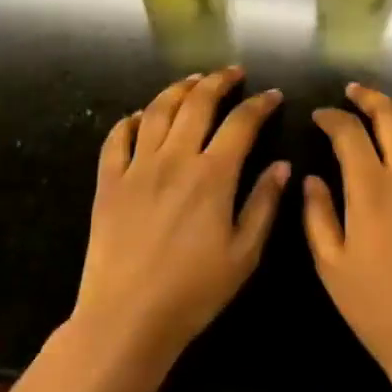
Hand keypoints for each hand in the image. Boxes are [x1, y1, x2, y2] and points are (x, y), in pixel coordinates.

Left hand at [71, 67, 289, 376]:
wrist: (127, 318)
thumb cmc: (194, 291)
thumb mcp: (243, 254)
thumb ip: (263, 204)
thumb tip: (281, 165)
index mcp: (212, 175)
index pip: (241, 123)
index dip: (259, 104)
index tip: (271, 94)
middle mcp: (175, 158)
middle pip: (198, 103)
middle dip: (219, 81)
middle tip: (232, 73)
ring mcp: (138, 167)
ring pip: (158, 110)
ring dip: (178, 89)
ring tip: (193, 81)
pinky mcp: (109, 182)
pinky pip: (117, 138)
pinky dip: (130, 120)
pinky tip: (140, 116)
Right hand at [303, 84, 391, 391]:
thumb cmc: (378, 309)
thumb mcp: (331, 266)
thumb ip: (317, 215)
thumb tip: (312, 178)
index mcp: (371, 188)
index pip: (349, 132)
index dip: (332, 117)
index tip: (320, 116)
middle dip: (369, 97)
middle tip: (354, 94)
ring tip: (391, 111)